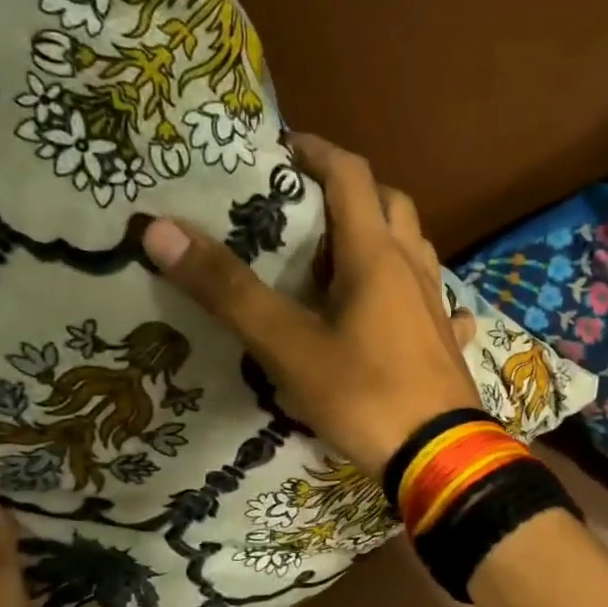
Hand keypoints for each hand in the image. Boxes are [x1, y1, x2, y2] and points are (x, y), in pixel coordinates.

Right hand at [143, 132, 481, 477]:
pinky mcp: (448, 343)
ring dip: (383, 237)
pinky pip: (435, 301)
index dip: (317, 151)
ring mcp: (437, 307)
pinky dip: (415, 292)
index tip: (282, 148)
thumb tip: (159, 229)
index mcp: (376, 256)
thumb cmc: (364, 396)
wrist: (440, 458)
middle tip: (310, 206)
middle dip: (352, 191)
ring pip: (415, 249)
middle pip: (390, 204)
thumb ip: (228, 291)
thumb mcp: (288, 347)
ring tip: (343, 258)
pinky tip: (404, 312)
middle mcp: (413, 269)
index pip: (350, 175)